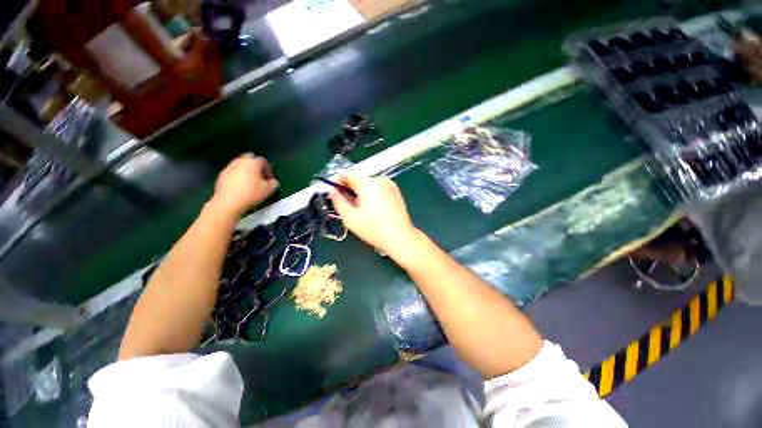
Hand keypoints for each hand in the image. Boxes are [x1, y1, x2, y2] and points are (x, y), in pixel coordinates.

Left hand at [211, 154, 278, 215]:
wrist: (228, 202)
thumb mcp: (269, 190)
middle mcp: (240, 161)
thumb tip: (273, 181)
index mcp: (252, 162)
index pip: (263, 161)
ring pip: (240, 165)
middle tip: (260, 177)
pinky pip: (233, 172)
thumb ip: (274, 183)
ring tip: (250, 183)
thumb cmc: (251, 193)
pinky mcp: (221, 175)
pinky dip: (238, 177)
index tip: (270, 179)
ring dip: (246, 171)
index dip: (268, 170)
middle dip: (256, 167)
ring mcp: (229, 168)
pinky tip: (240, 187)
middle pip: (250, 159)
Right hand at [329, 175, 418, 257]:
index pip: (347, 175)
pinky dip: (372, 195)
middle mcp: (380, 179)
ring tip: (361, 210)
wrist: (401, 237)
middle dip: (350, 190)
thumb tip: (331, 190)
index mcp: (368, 183)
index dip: (337, 182)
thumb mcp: (350, 217)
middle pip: (359, 180)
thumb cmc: (373, 229)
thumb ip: (338, 201)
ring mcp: (390, 185)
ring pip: (369, 185)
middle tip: (347, 205)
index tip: (333, 193)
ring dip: (361, 193)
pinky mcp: (396, 192)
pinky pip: (379, 189)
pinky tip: (373, 209)